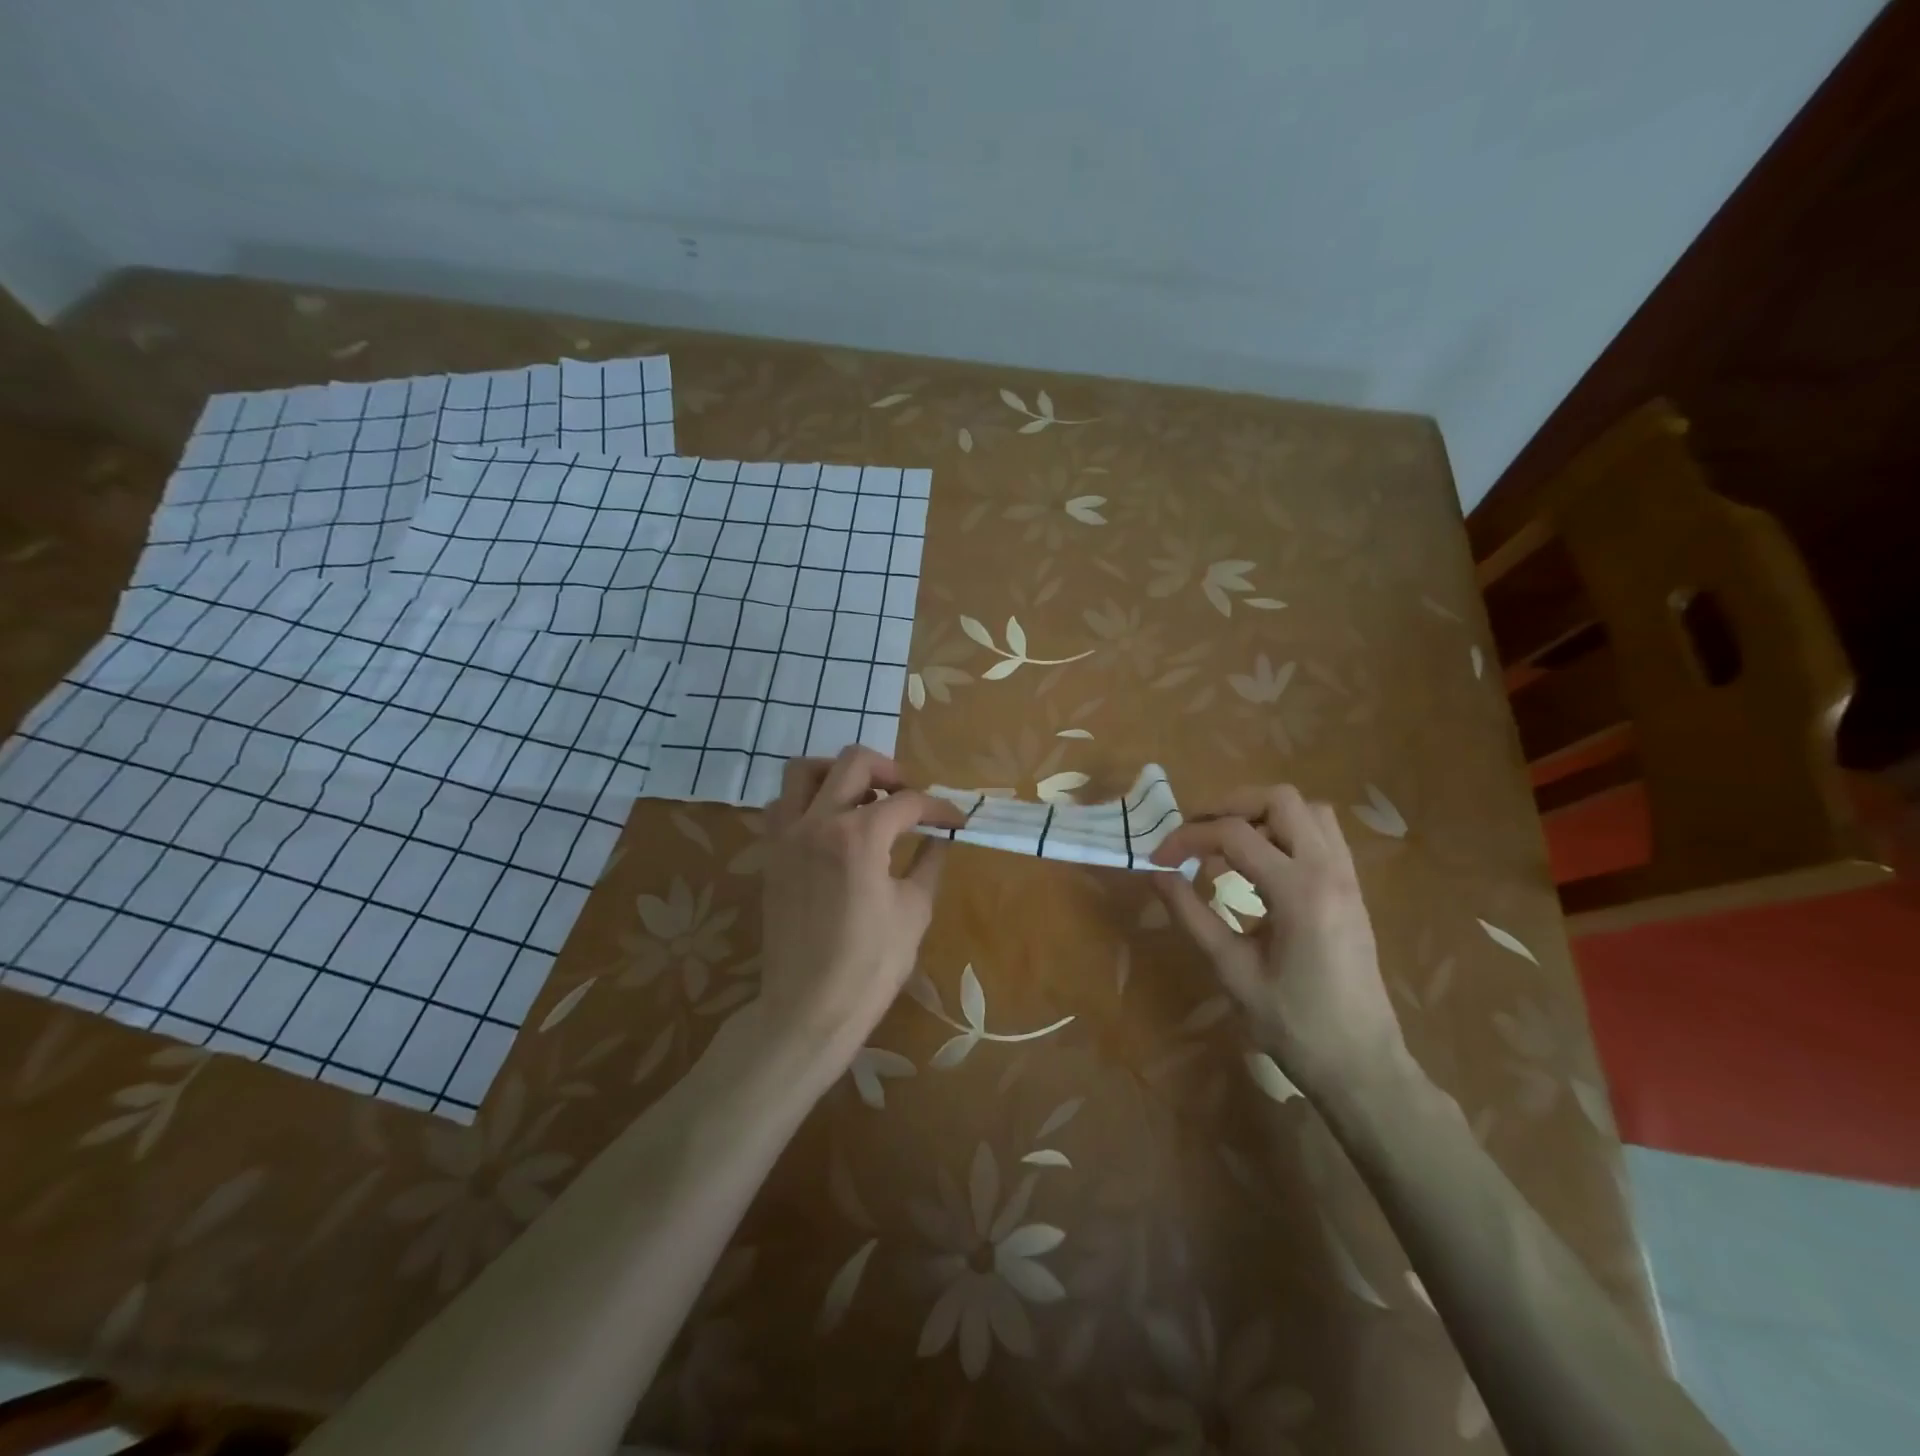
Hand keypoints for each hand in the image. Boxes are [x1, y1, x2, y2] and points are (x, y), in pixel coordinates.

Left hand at [759, 747, 962, 1054]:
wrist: (809, 1007)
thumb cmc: (870, 964)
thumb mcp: (914, 910)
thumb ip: (930, 862)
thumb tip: (942, 836)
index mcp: (860, 836)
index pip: (908, 801)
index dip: (938, 807)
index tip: (955, 819)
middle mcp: (819, 822)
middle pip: (854, 762)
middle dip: (891, 770)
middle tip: (910, 796)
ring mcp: (788, 835)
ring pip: (804, 771)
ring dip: (838, 773)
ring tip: (864, 797)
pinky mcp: (772, 854)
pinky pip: (780, 805)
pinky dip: (805, 800)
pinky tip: (828, 824)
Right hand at [1151, 784, 1406, 1094]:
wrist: (1361, 1065)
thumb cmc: (1293, 1025)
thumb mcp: (1232, 971)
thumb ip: (1192, 915)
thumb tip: (1156, 873)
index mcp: (1299, 892)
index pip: (1234, 834)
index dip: (1187, 838)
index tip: (1158, 859)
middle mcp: (1329, 871)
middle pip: (1279, 800)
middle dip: (1229, 807)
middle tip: (1195, 835)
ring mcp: (1347, 878)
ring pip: (1306, 810)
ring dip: (1261, 815)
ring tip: (1226, 846)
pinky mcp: (1351, 889)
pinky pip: (1320, 834)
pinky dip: (1284, 832)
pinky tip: (1259, 865)